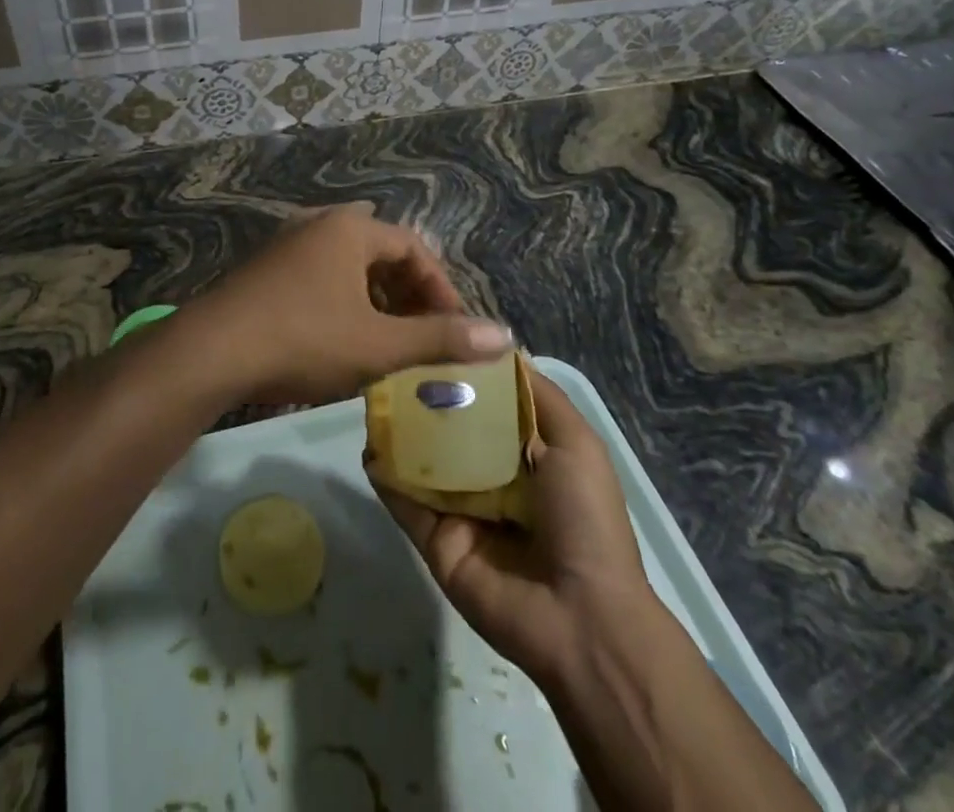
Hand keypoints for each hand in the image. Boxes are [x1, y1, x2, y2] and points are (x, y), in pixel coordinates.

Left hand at [180, 204, 511, 405]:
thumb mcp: (379, 345)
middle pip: (379, 252)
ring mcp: (286, 245)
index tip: (454, 329)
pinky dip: (342, 301)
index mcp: (349, 229)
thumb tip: (505, 336)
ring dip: (374, 298)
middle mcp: (318, 225)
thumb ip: (441, 339)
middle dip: (407, 292)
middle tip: (422, 333)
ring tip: (387, 339)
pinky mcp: (264, 270)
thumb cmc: (304, 339)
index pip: (413, 247)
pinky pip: (318, 277)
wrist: (212, 351)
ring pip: (347, 266)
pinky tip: (340, 337)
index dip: (440, 287)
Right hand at [373, 367, 654, 690]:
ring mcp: (460, 511)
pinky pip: (406, 503)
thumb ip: (539, 397)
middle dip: (426, 398)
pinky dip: (386, 476)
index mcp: (527, 457)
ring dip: (401, 432)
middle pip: (450, 430)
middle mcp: (491, 479)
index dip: (465, 374)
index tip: (435, 337)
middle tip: (393, 362)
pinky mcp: (436, 540)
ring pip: (423, 462)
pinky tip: (369, 446)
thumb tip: (500, 350)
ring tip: (373, 394)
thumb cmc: (584, 519)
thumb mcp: (577, 444)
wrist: (580, 617)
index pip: (487, 405)